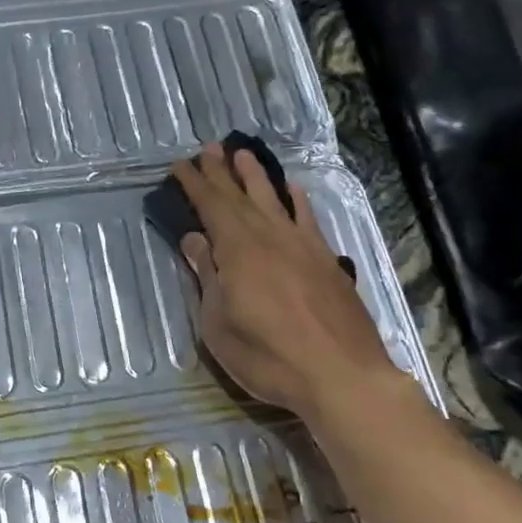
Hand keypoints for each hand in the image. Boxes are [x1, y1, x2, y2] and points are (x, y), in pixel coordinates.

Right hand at [175, 142, 398, 421]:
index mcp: (238, 249)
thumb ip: (207, 277)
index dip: (194, 184)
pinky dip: (298, 200)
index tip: (180, 165)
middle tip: (208, 148)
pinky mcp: (327, 260)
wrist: (341, 374)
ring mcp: (302, 245)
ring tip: (243, 154)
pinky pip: (308, 218)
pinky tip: (293, 190)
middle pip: (240, 196)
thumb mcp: (218, 324)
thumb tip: (195, 240)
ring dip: (256, 176)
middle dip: (221, 172)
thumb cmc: (268, 356)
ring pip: (274, 199)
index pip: (211, 206)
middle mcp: (270, 236)